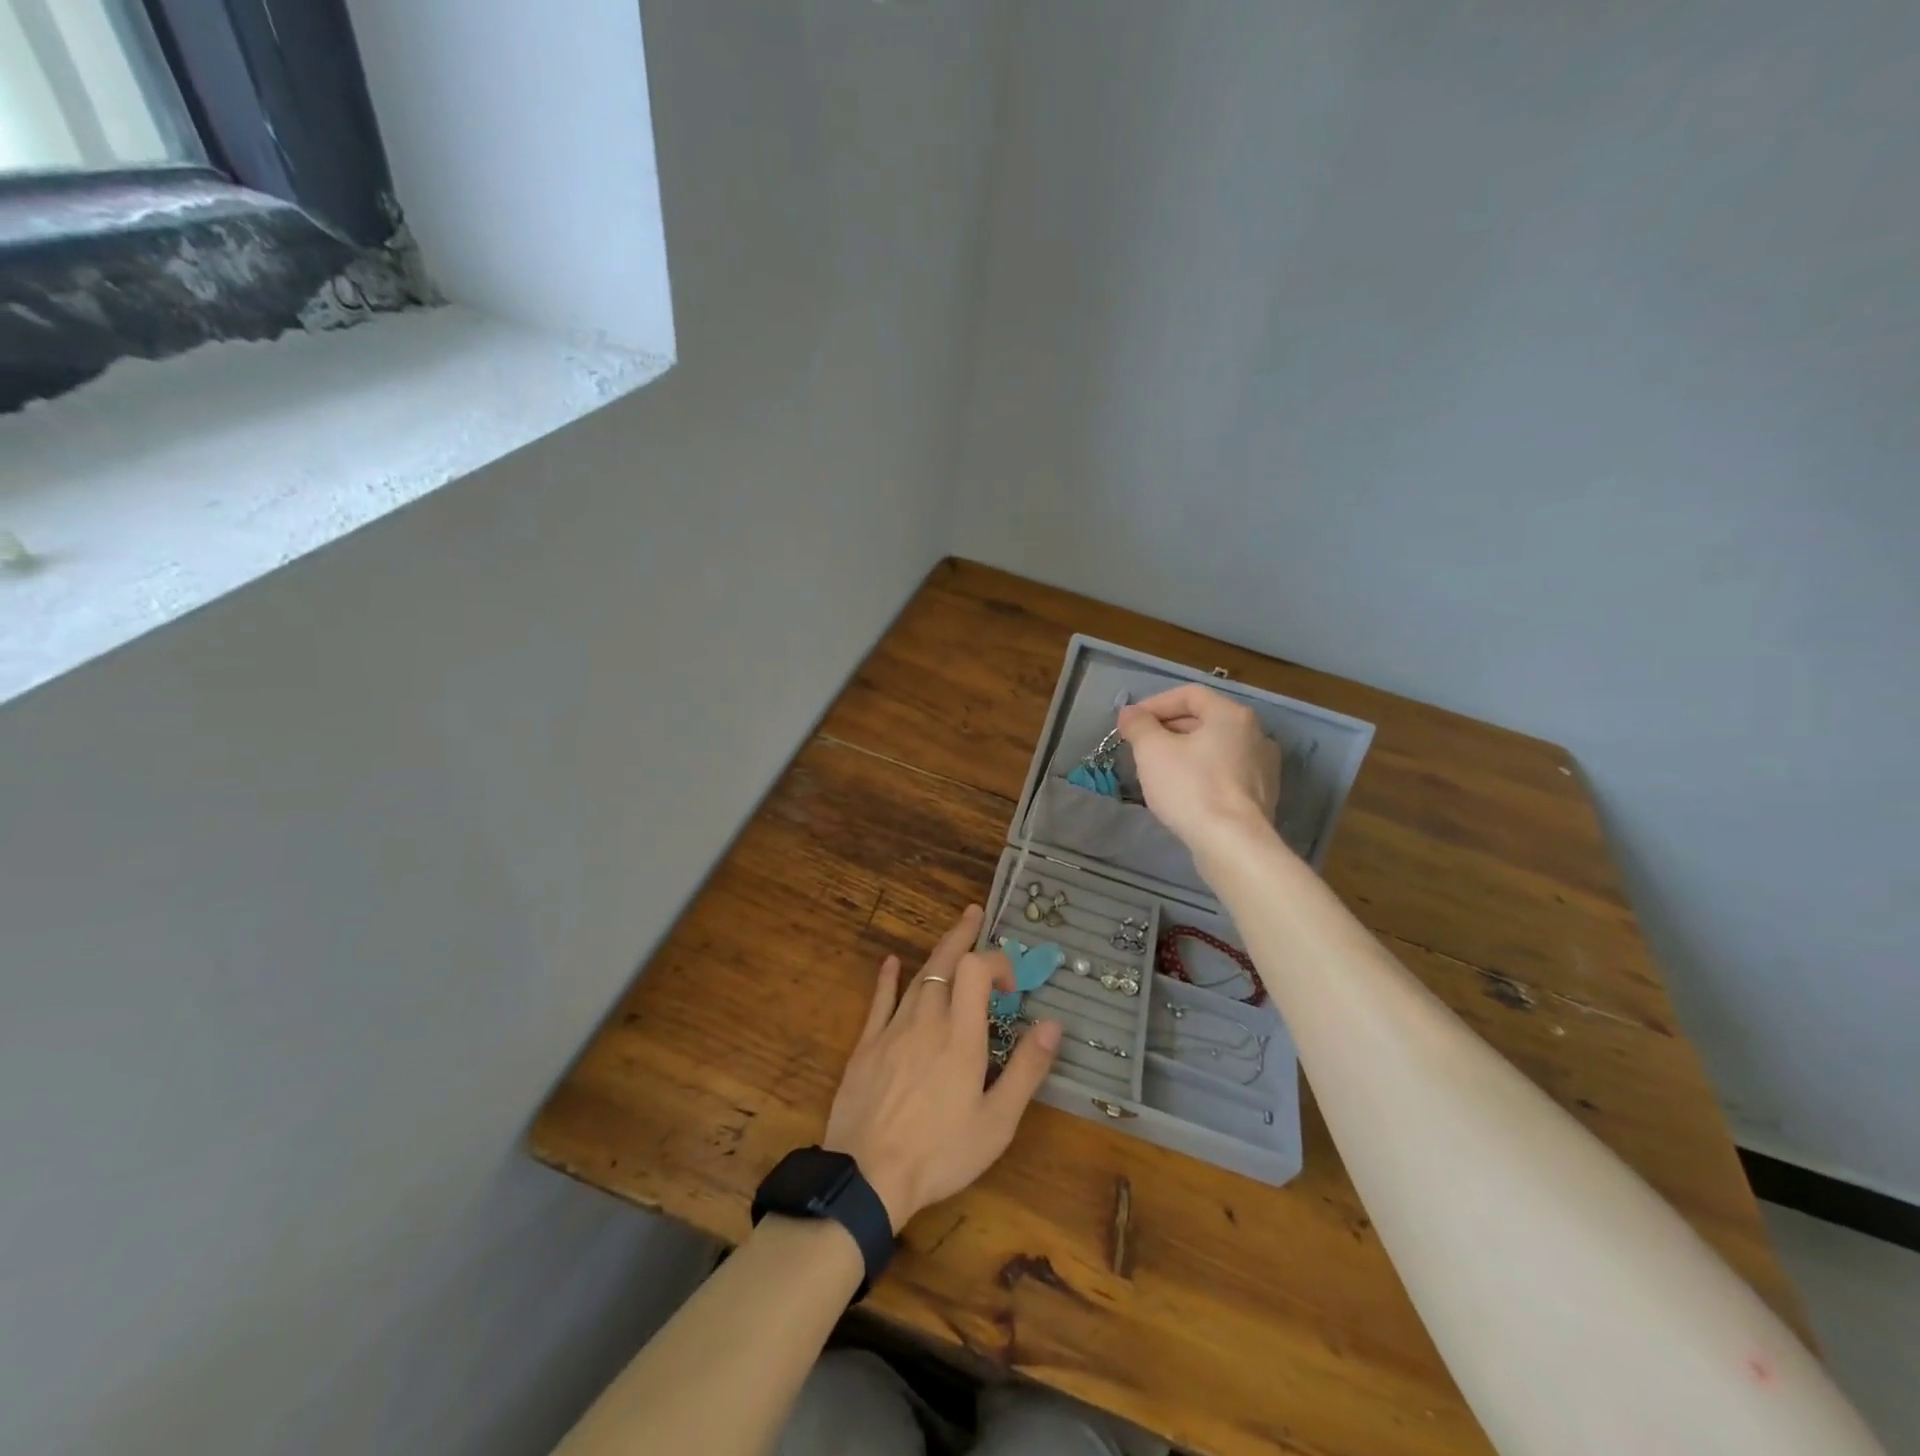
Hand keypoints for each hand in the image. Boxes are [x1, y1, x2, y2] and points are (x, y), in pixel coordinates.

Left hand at [823, 905, 1061, 1230]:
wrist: (868, 1176)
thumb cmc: (941, 1152)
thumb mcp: (997, 1121)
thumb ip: (1026, 1069)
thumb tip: (1052, 1024)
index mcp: (961, 1035)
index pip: (977, 970)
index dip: (996, 963)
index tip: (1011, 987)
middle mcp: (927, 1019)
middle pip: (945, 962)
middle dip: (962, 935)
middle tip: (974, 913)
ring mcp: (893, 1029)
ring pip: (917, 978)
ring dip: (937, 953)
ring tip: (952, 936)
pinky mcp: (867, 1045)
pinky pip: (880, 1001)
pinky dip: (888, 978)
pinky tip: (890, 962)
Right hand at [1118, 685, 1281, 852]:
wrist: (1232, 844)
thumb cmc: (1191, 788)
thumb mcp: (1152, 750)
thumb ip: (1138, 725)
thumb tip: (1130, 713)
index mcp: (1231, 715)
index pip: (1189, 694)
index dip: (1155, 704)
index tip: (1131, 723)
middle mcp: (1255, 734)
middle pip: (1204, 720)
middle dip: (1168, 729)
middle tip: (1139, 745)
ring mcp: (1263, 766)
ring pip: (1214, 748)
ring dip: (1184, 752)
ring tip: (1156, 769)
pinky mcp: (1261, 795)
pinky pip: (1225, 773)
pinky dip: (1201, 773)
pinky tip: (1182, 792)